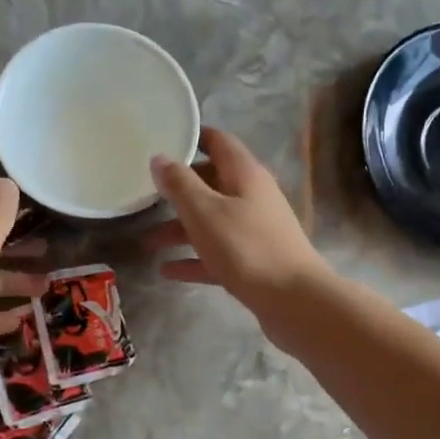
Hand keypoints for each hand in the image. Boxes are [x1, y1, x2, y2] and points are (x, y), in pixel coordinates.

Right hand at [145, 127, 332, 325]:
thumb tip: (160, 158)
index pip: (218, 142)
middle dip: (179, 191)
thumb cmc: (246, 248)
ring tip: (146, 241)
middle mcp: (253, 197)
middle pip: (212, 184)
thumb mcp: (205, 211)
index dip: (192, 138)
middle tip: (145, 195)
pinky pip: (218, 254)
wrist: (293, 300)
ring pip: (212, 222)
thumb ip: (180, 184)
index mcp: (245, 174)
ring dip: (181, 230)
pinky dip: (194, 259)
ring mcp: (256, 231)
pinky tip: (167, 271)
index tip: (162, 140)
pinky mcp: (255, 263)